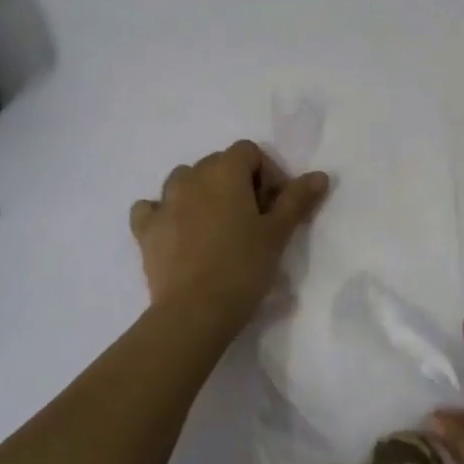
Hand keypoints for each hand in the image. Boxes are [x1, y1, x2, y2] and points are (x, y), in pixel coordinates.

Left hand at [128, 140, 330, 334]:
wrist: (194, 311)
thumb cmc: (243, 267)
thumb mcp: (278, 233)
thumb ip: (297, 199)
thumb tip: (319, 175)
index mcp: (225, 171)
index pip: (249, 152)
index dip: (267, 174)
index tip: (274, 206)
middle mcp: (191, 177)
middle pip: (217, 163)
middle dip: (237, 183)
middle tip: (252, 220)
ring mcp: (163, 202)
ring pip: (184, 181)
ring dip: (201, 194)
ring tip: (216, 226)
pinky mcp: (144, 230)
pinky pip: (151, 208)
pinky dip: (164, 213)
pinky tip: (176, 232)